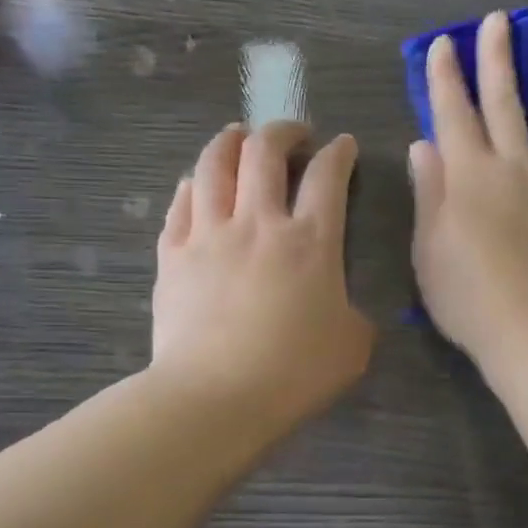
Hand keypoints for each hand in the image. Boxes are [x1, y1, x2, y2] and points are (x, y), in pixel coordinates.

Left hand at [152, 122, 374, 430]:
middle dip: (283, 131)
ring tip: (238, 136)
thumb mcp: (353, 346)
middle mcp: (258, 223)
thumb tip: (343, 307)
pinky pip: (180, 203)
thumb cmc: (294, 373)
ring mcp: (209, 235)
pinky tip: (196, 183)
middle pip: (265, 152)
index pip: (328, 176)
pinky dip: (192, 184)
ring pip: (214, 165)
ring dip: (230, 141)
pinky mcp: (172, 256)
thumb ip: (354, 314)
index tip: (344, 145)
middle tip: (293, 134)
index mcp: (310, 241)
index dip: (340, 153)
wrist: (215, 397)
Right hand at [410, 12, 527, 364]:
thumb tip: (423, 144)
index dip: (445, 77)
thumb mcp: (428, 247)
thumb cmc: (466, 294)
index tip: (443, 44)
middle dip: (496, 60)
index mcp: (469, 176)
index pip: (453, 114)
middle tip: (498, 20)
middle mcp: (514, 167)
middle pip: (504, 104)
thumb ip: (428, 191)